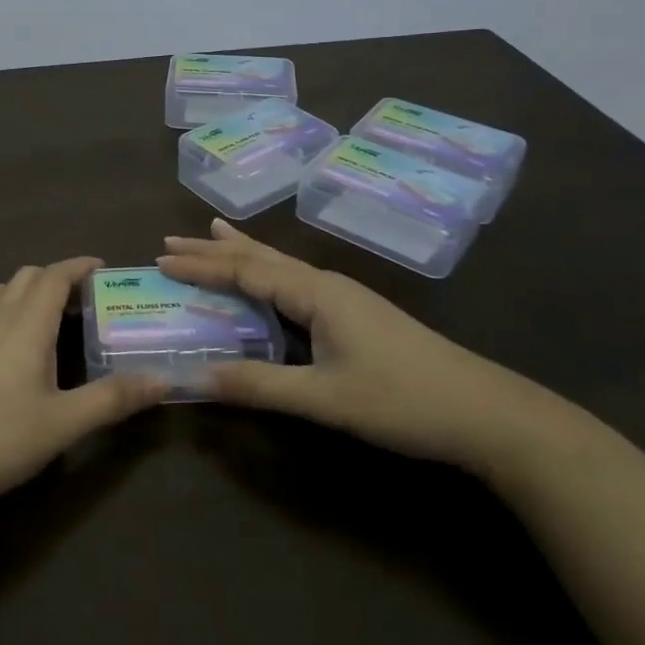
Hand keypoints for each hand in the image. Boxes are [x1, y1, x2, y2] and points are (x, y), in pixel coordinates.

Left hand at [0, 257, 167, 519]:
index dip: (78, 266)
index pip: (54, 276)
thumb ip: (112, 399)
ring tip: (40, 316)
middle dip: (53, 278)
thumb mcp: (63, 423)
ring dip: (20, 291)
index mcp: (26, 325)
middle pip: (25, 277)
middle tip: (79, 300)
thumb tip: (161, 379)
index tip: (102, 267)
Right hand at [159, 220, 561, 472]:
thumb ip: (259, 386)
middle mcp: (325, 283)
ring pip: (279, 265)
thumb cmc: (401, 401)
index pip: (245, 270)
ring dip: (241, 252)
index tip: (160, 259)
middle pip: (260, 258)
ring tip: (212, 232)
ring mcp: (344, 296)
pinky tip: (271, 277)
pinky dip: (268, 271)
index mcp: (315, 293)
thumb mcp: (324, 399)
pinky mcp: (356, 313)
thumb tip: (196, 378)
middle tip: (171, 239)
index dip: (201, 267)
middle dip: (214, 250)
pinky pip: (295, 280)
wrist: (484, 413)